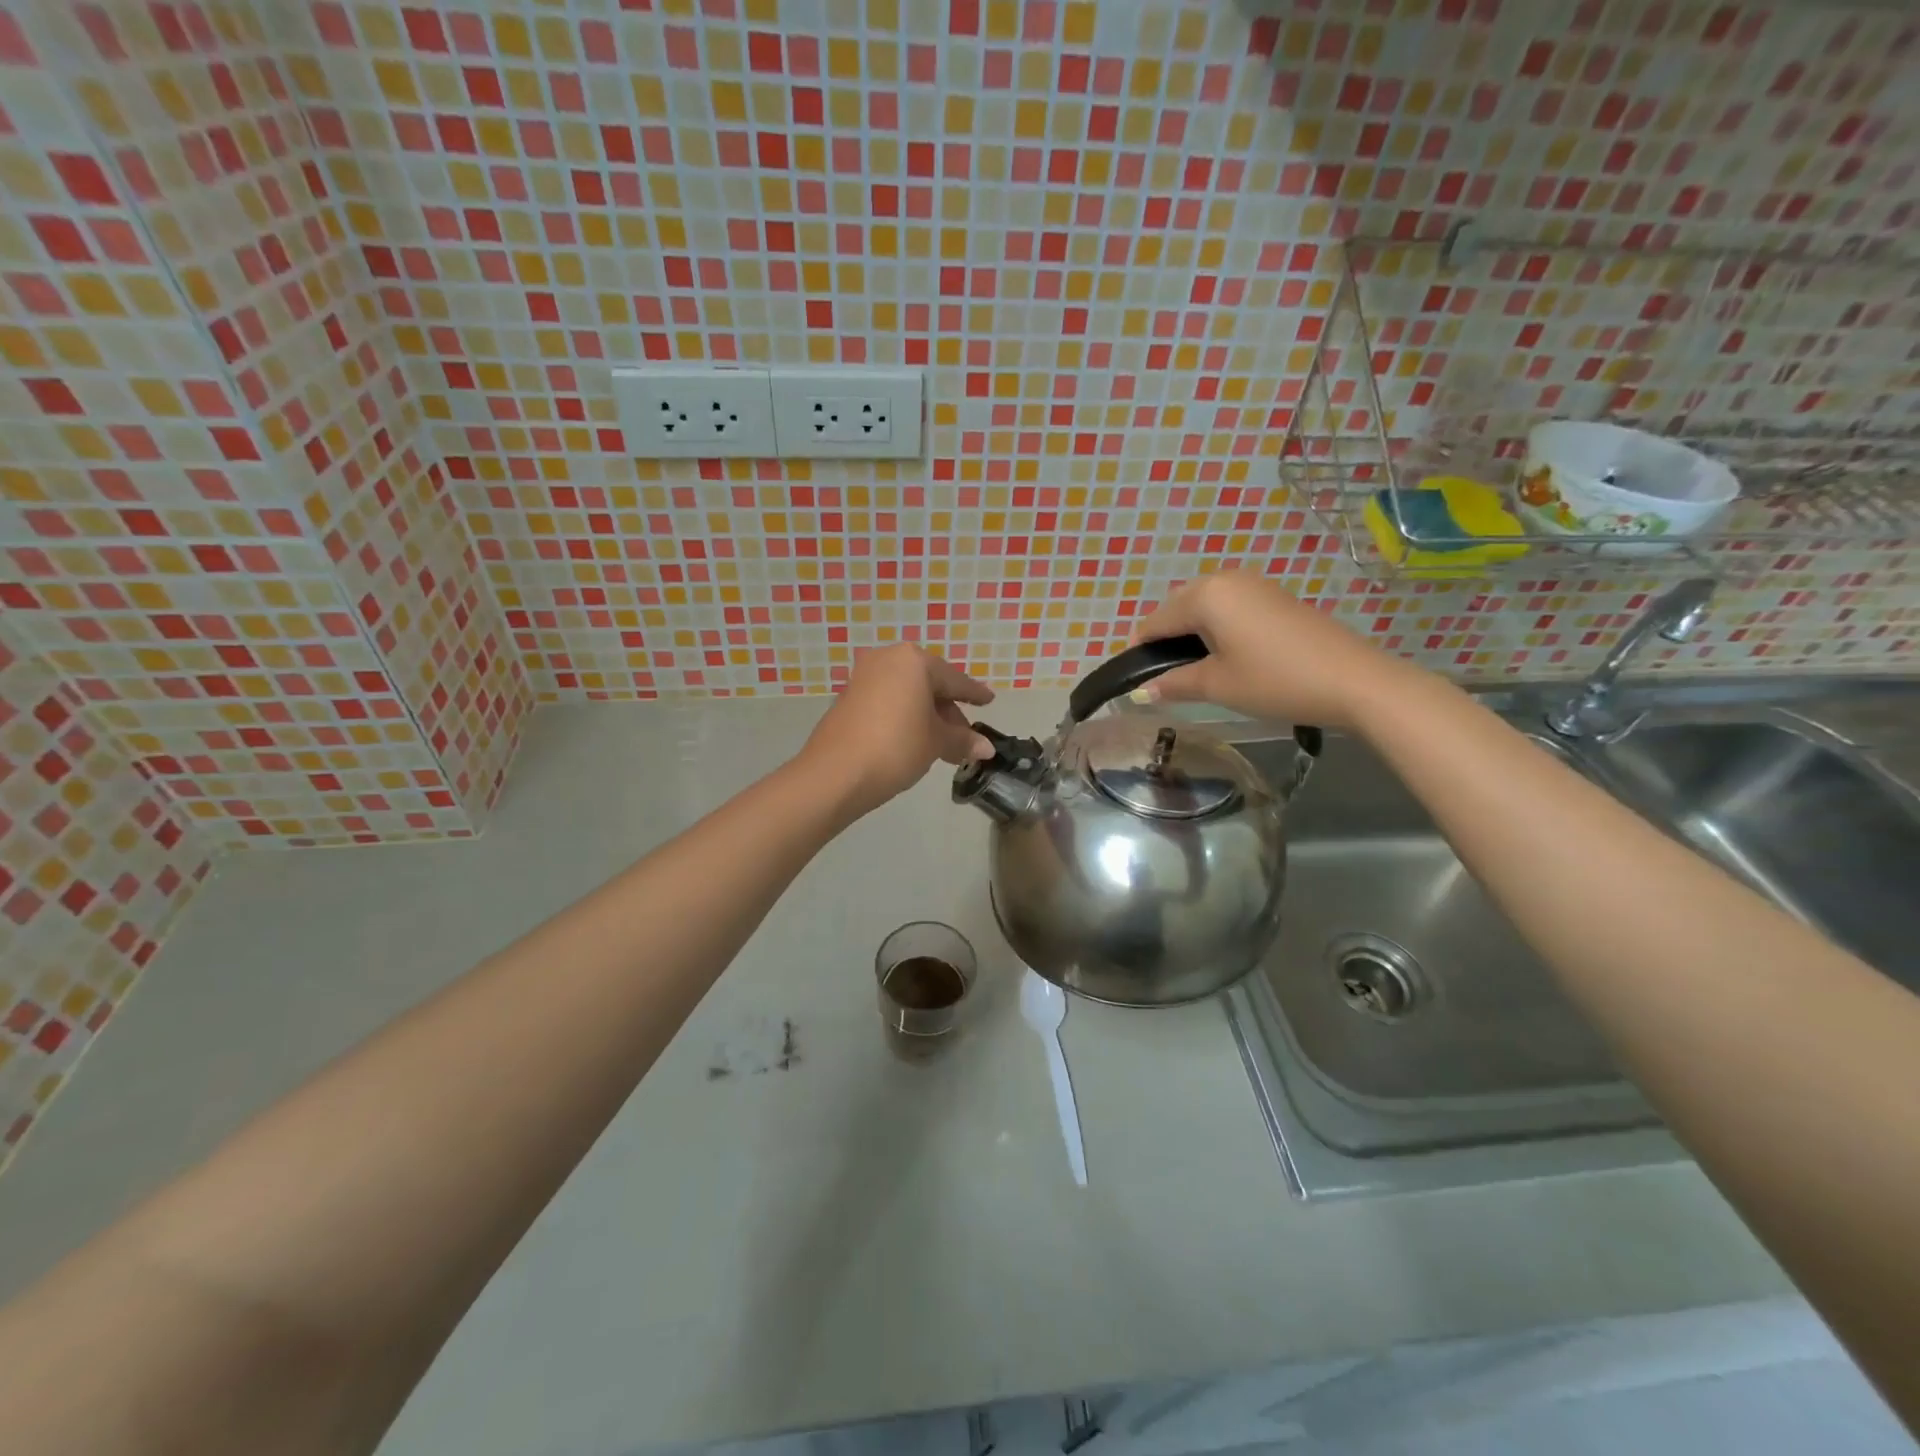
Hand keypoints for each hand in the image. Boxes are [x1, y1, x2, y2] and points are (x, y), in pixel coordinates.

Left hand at [799, 644, 994, 817]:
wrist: (835, 774)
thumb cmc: (896, 747)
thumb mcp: (936, 743)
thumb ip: (962, 740)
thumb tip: (986, 748)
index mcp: (914, 661)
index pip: (954, 679)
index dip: (974, 694)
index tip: (989, 701)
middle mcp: (887, 659)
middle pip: (929, 684)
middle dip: (948, 711)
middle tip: (965, 737)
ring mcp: (864, 677)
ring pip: (907, 694)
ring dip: (927, 716)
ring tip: (942, 745)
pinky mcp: (848, 698)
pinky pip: (888, 701)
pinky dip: (905, 717)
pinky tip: (914, 741)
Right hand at [1128, 573, 1398, 727]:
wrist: (1353, 680)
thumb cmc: (1275, 680)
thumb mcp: (1218, 685)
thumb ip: (1174, 683)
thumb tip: (1141, 691)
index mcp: (1205, 595)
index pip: (1156, 620)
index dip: (1140, 649)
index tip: (1135, 678)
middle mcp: (1226, 579)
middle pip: (1178, 606)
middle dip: (1166, 637)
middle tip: (1166, 676)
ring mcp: (1255, 585)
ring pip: (1206, 605)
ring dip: (1192, 631)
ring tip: (1194, 668)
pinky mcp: (1276, 597)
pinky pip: (1230, 607)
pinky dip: (1217, 627)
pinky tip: (1226, 655)